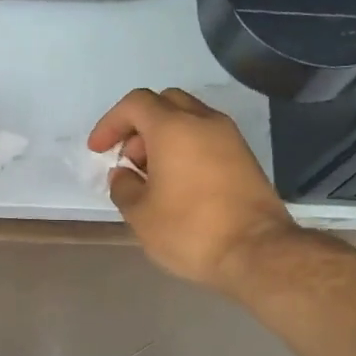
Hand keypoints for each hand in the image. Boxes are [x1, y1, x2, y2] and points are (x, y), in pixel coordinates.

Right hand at [87, 88, 300, 294]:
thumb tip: (123, 174)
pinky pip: (207, 138)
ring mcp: (230, 137)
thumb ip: (123, 187)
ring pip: (189, 118)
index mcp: (173, 128)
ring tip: (151, 176)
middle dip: (139, 125)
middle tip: (128, 159)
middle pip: (165, 103)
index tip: (99, 150)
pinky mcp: (245, 157)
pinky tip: (178, 184)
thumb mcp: (140, 215)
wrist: (257, 252)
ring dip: (164, 137)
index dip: (110, 123)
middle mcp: (204, 121)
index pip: (135, 104)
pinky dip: (186, 148)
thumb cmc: (190, 230)